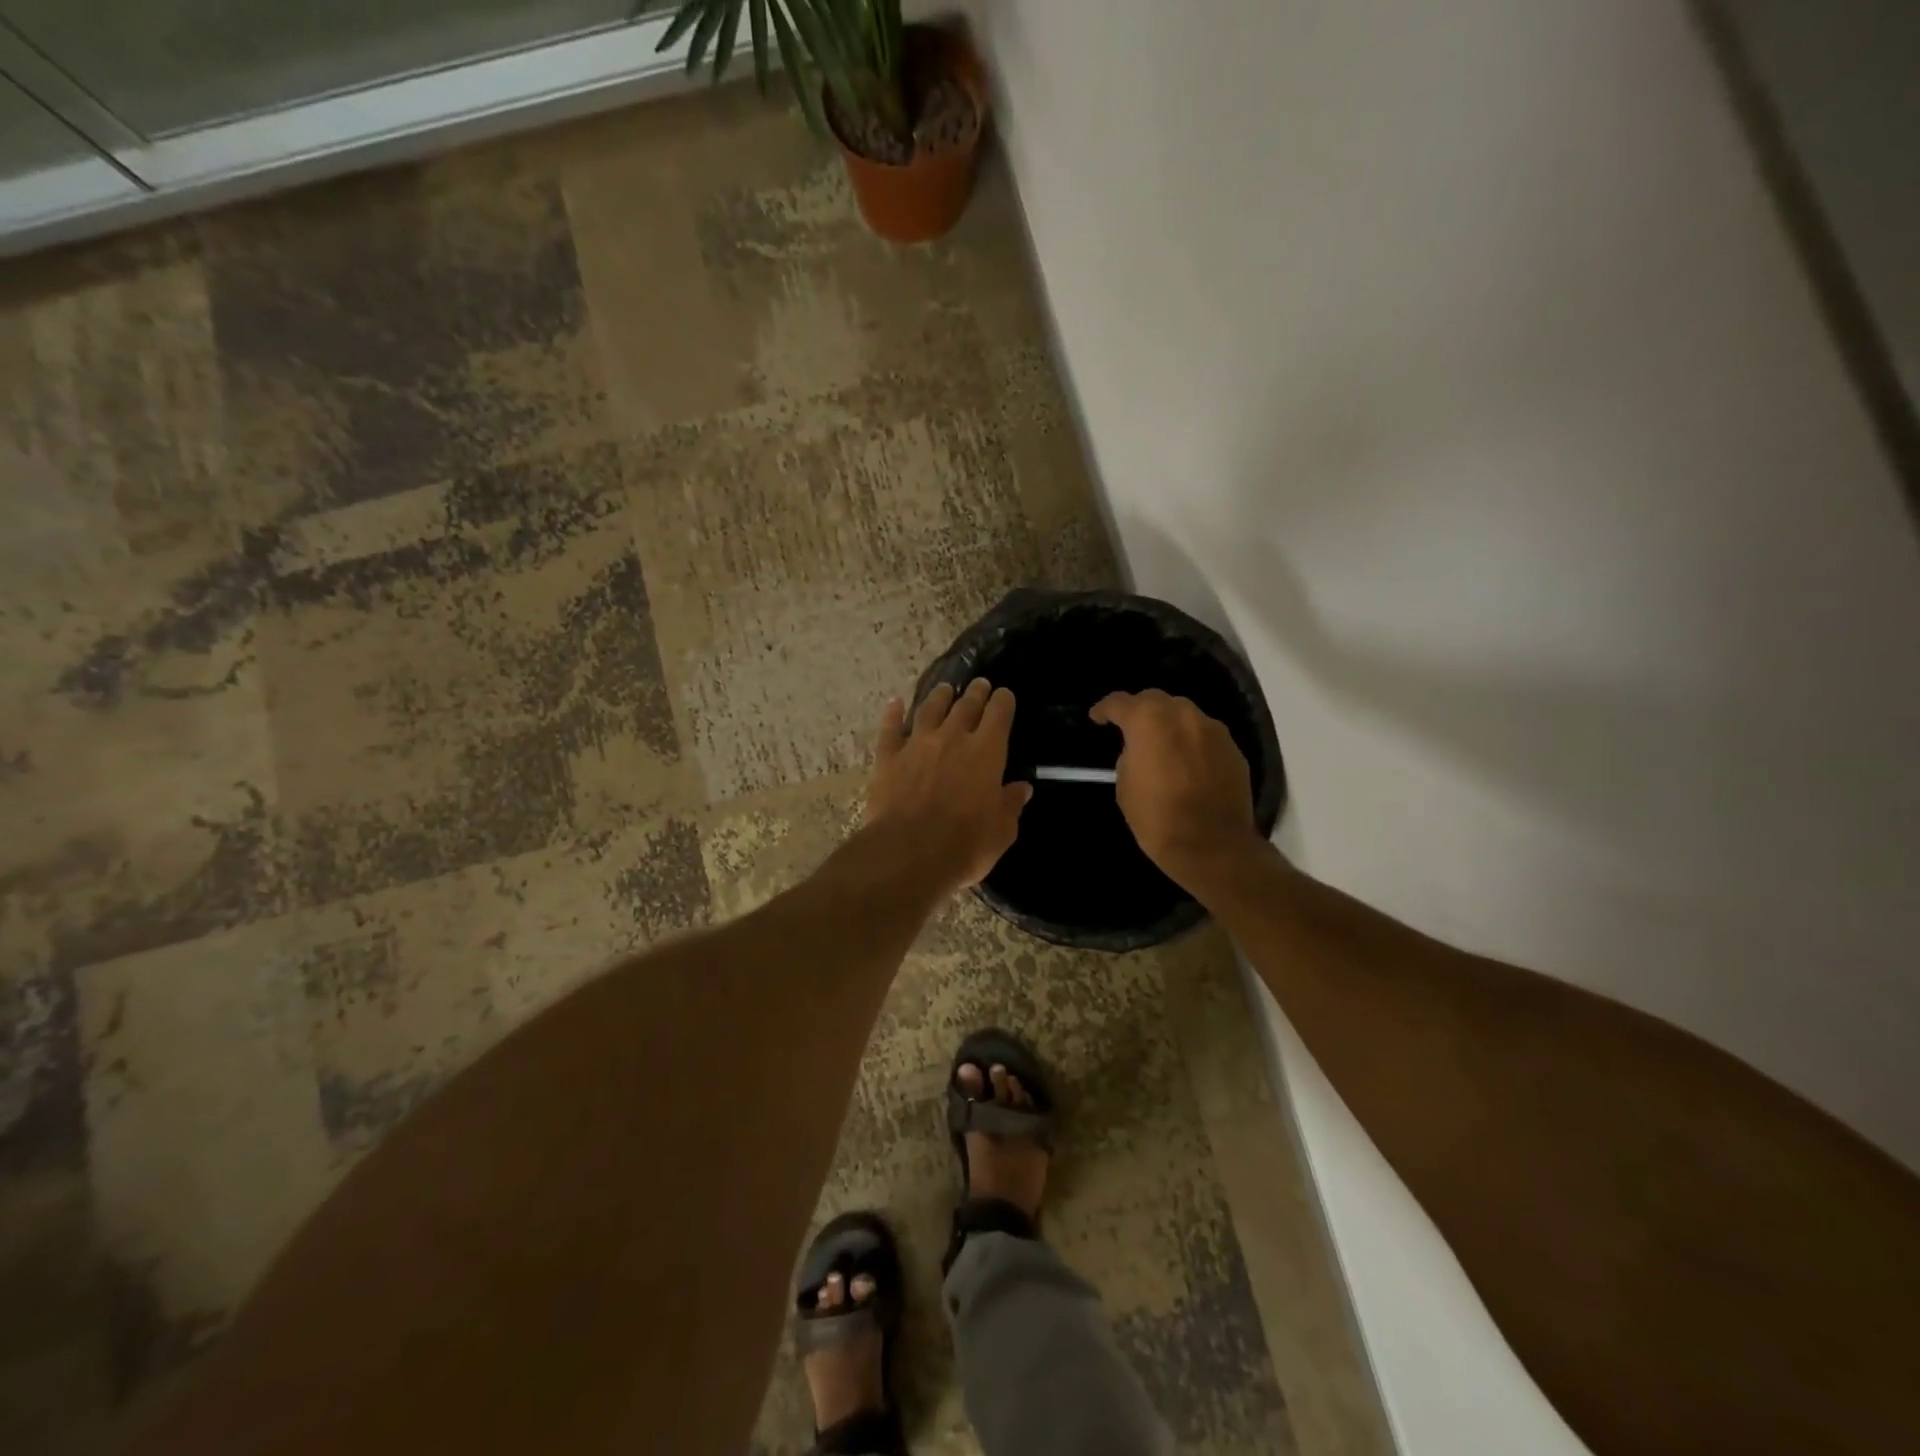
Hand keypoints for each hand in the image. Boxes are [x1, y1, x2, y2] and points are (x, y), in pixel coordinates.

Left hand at [864, 679, 1032, 896]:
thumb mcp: (1001, 830)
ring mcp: (917, 744)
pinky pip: (890, 728)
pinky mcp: (888, 757)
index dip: (1003, 702)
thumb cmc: (965, 844)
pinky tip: (894, 703)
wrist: (909, 853)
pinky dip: (893, 713)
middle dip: (975, 693)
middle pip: (966, 705)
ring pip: (929, 709)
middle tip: (979, 684)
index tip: (1005, 695)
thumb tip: (1022, 788)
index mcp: (987, 751)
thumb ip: (1010, 805)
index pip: (999, 714)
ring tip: (945, 689)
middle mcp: (953, 737)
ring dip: (939, 696)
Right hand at [1089, 689, 1264, 892]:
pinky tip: (1188, 763)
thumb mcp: (1126, 787)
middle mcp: (1183, 715)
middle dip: (1140, 710)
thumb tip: (1139, 750)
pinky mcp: (1233, 749)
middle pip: (1156, 699)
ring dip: (1169, 724)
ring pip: (1185, 714)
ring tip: (1162, 745)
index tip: (1097, 718)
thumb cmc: (1157, 818)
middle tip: (1130, 729)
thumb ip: (1130, 757)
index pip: (1120, 702)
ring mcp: (1213, 730)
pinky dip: (1192, 742)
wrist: (1212, 846)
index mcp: (1149, 721)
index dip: (1104, 709)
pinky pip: (1205, 736)